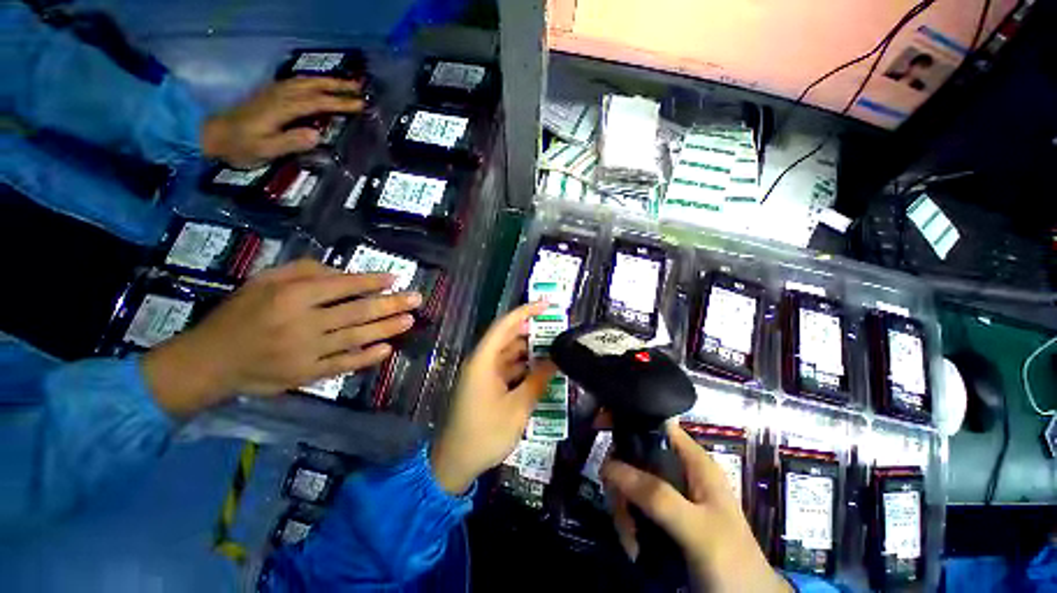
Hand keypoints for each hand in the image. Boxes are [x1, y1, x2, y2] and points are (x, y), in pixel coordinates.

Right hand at [142, 260, 420, 416]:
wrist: (211, 361)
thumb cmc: (239, 315)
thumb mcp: (263, 281)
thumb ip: (304, 272)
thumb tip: (345, 274)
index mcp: (292, 297)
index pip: (343, 286)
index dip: (372, 282)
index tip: (395, 278)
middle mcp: (303, 323)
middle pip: (357, 312)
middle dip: (391, 304)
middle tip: (416, 299)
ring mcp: (307, 352)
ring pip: (356, 337)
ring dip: (387, 328)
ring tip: (410, 320)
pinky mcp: (307, 374)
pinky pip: (343, 365)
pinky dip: (366, 358)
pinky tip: (387, 350)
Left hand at [201, 77, 364, 167]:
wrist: (210, 134)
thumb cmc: (240, 146)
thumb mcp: (265, 149)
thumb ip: (291, 142)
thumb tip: (318, 134)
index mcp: (281, 108)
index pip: (316, 103)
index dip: (339, 103)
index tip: (360, 105)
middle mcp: (278, 95)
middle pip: (311, 85)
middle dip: (336, 85)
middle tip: (359, 87)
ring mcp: (272, 92)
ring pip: (304, 81)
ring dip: (326, 81)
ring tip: (345, 85)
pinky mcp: (269, 94)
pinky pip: (296, 83)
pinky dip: (312, 82)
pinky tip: (318, 86)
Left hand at [430, 302, 557, 494]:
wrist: (454, 463)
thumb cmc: (484, 434)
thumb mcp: (517, 408)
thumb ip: (537, 381)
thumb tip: (555, 360)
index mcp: (483, 360)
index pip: (505, 325)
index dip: (526, 312)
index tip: (547, 305)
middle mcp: (481, 361)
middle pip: (507, 336)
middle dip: (531, 330)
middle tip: (556, 328)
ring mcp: (482, 373)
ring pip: (508, 352)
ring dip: (529, 349)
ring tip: (553, 347)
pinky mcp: (485, 384)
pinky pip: (506, 367)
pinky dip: (522, 365)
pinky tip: (540, 369)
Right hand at [602, 423, 790, 592]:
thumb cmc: (731, 562)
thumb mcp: (696, 528)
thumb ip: (657, 495)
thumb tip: (608, 464)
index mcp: (694, 461)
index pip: (656, 425)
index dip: (629, 420)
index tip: (600, 426)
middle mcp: (680, 472)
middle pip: (636, 456)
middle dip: (621, 480)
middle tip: (618, 508)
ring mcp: (672, 496)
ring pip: (632, 483)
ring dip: (623, 508)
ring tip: (629, 538)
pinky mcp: (664, 518)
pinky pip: (634, 507)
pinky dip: (628, 523)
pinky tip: (632, 545)